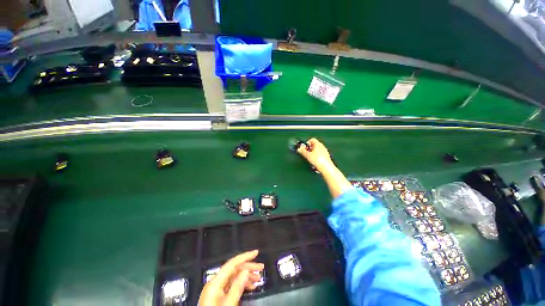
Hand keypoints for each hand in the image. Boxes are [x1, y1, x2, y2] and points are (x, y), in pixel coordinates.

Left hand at [199, 250, 263, 305]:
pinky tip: (250, 287)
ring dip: (247, 276)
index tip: (256, 253)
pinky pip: (232, 285)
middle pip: (234, 269)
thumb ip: (237, 287)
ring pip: (234, 277)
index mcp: (215, 282)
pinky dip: (242, 284)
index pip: (232, 263)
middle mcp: (215, 282)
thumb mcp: (228, 304)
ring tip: (258, 279)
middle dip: (248, 267)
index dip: (245, 256)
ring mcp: (216, 289)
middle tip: (261, 268)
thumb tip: (246, 270)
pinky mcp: (219, 296)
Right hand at [297, 138, 334, 173]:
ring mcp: (325, 152)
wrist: (326, 168)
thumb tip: (299, 149)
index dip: (307, 143)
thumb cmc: (316, 160)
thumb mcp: (307, 155)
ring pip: (317, 150)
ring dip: (312, 153)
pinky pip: (320, 155)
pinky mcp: (326, 157)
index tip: (304, 148)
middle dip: (309, 149)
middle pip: (314, 145)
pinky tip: (315, 162)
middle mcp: (322, 146)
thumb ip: (302, 151)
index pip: (312, 140)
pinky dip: (316, 157)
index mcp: (318, 144)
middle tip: (306, 154)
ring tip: (310, 159)